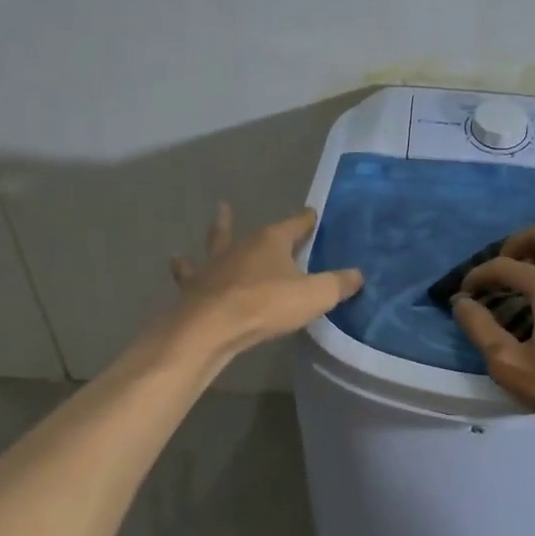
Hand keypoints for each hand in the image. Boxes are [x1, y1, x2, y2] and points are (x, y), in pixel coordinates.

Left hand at [169, 203, 361, 356]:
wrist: (211, 328)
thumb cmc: (266, 305)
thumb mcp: (315, 295)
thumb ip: (338, 284)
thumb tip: (357, 275)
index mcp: (271, 241)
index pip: (295, 224)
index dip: (306, 220)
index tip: (312, 213)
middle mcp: (241, 246)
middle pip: (255, 231)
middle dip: (265, 224)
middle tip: (256, 207)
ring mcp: (214, 266)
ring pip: (217, 242)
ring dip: (219, 230)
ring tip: (219, 216)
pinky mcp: (194, 287)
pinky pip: (190, 274)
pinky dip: (185, 268)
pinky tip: (177, 262)